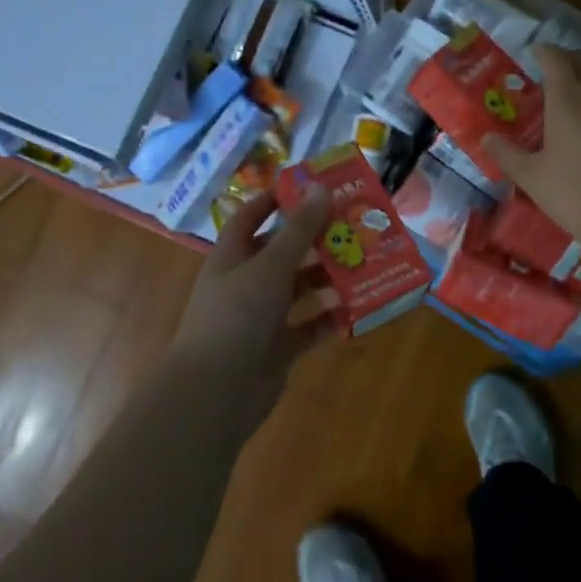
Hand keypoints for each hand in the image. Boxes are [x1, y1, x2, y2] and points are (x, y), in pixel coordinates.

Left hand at [166, 185, 341, 435]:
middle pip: (283, 253)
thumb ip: (298, 231)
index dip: (276, 200)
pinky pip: (311, 326)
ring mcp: (263, 317)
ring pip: (300, 289)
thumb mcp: (270, 267)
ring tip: (365, 261)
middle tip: (354, 224)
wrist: (215, 393)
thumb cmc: (236, 317)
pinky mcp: (279, 347)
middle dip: (315, 239)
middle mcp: (246, 283)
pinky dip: (331, 317)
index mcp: (232, 257)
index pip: (251, 217)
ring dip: (328, 277)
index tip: (311, 188)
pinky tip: (358, 306)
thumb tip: (322, 189)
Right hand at [485, 46, 580, 261]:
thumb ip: (506, 154)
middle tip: (552, 69)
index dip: (543, 51)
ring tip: (571, 96)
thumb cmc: (574, 194)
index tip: (533, 53)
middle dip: (569, 57)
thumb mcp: (531, 177)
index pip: (556, 59)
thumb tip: (486, 138)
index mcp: (568, 100)